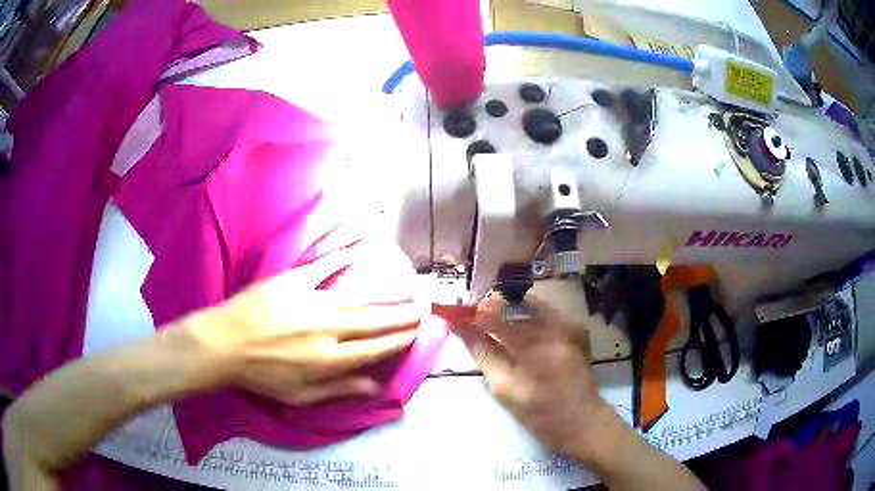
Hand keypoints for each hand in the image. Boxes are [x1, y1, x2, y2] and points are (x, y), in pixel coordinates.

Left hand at [194, 244, 423, 405]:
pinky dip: (344, 255)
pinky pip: (324, 266)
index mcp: (328, 360)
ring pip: (358, 298)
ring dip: (386, 294)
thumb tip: (374, 386)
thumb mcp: (299, 397)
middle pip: (373, 322)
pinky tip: (361, 248)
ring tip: (408, 289)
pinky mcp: (294, 281)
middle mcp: (327, 330)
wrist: (224, 344)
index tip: (417, 332)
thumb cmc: (260, 376)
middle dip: (402, 316)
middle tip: (424, 308)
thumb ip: (338, 390)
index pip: (375, 349)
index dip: (399, 340)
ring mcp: (311, 302)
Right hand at [456, 294, 619, 461]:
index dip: (474, 311)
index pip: (497, 315)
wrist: (583, 421)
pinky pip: (543, 313)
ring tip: (491, 325)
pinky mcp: (574, 328)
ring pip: (528, 306)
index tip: (456, 313)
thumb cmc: (542, 414)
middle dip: (489, 309)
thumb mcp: (506, 389)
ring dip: (506, 312)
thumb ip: (484, 355)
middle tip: (472, 319)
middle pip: (514, 304)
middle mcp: (555, 325)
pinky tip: (515, 331)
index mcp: (536, 344)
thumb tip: (461, 329)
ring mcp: (568, 324)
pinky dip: (525, 317)